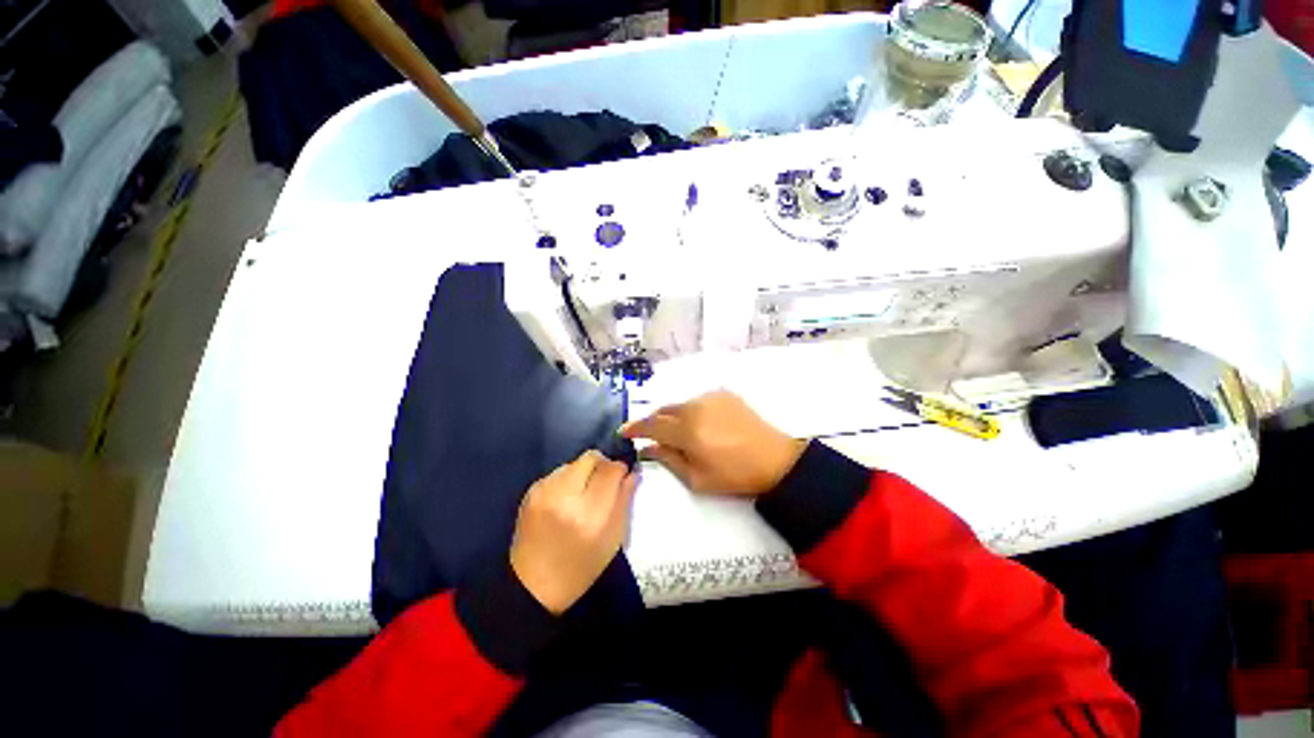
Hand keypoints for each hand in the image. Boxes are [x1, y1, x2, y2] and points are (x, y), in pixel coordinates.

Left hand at [510, 451, 636, 614]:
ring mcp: (545, 491)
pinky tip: (566, 500)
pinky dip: (567, 480)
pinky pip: (558, 472)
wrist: (532, 586)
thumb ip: (624, 501)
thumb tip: (632, 473)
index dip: (620, 469)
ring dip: (584, 472)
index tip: (622, 478)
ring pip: (574, 462)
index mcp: (590, 513)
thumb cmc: (581, 567)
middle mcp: (566, 496)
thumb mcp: (613, 539)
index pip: (611, 470)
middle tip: (604, 482)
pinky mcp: (531, 491)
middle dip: (602, 465)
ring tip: (583, 494)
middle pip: (591, 457)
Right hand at [621, 390, 805, 496]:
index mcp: (687, 430)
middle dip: (655, 423)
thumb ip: (668, 459)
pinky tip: (703, 425)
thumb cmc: (734, 475)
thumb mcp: (696, 478)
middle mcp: (695, 407)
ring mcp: (711, 397)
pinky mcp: (724, 394)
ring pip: (681, 405)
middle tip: (653, 437)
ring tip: (682, 434)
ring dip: (674, 417)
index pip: (652, 425)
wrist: (775, 460)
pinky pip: (698, 401)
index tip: (624, 432)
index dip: (635, 428)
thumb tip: (648, 447)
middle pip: (664, 411)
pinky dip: (692, 411)